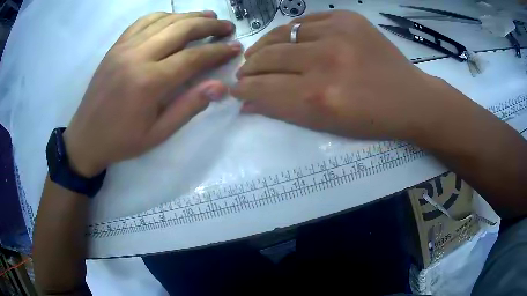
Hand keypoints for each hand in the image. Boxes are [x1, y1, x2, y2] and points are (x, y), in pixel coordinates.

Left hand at [64, 11, 241, 176]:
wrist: (86, 137)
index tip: (235, 47)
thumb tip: (220, 87)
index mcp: (149, 82)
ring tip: (208, 17)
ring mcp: (124, 47)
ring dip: (189, 16)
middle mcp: (137, 56)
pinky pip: (143, 22)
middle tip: (227, 27)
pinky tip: (174, 19)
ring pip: (164, 20)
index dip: (218, 51)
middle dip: (209, 26)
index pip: (193, 57)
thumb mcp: (158, 134)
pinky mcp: (116, 46)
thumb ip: (189, 107)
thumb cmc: (122, 140)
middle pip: (181, 29)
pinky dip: (163, 16)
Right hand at [233, 11, 462, 142]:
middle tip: (245, 72)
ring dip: (267, 46)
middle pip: (268, 57)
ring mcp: (338, 33)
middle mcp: (325, 61)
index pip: (263, 88)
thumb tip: (246, 102)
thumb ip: (283, 110)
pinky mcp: (348, 18)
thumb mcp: (326, 125)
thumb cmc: (371, 120)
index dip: (244, 89)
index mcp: (320, 97)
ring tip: (261, 53)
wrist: (410, 98)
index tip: (235, 89)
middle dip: (250, 67)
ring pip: (282, 34)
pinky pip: (305, 21)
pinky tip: (293, 40)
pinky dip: (294, 32)